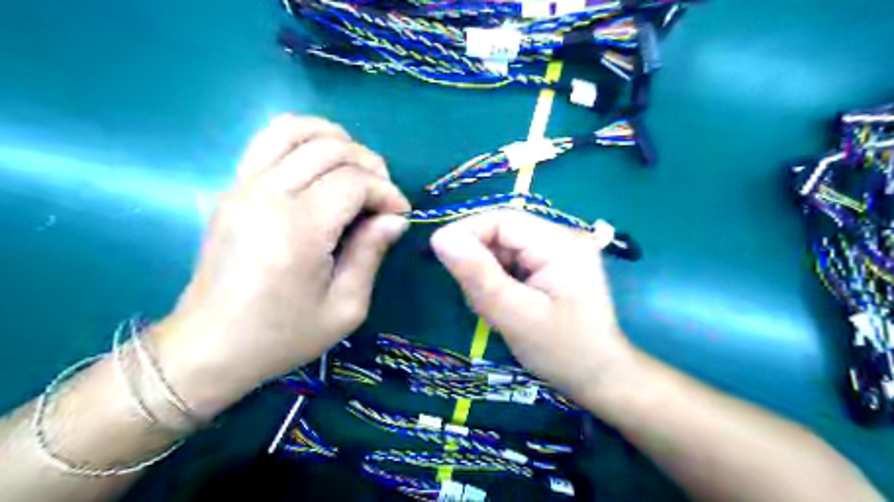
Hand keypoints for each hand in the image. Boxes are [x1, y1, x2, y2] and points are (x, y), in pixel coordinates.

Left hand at [152, 116, 409, 416]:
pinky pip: (268, 141)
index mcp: (298, 228)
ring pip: (295, 130)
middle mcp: (268, 195)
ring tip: (356, 169)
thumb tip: (394, 219)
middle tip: (383, 196)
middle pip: (330, 149)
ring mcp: (243, 186)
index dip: (386, 192)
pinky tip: (320, 163)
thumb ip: (371, 254)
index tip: (400, 215)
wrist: (209, 346)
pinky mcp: (232, 188)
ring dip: (336, 139)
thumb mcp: (344, 308)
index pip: (354, 182)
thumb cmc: (282, 335)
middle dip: (370, 165)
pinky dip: (302, 138)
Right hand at [432, 210, 635, 405]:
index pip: (501, 219)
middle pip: (502, 233)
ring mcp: (558, 251)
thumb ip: (478, 275)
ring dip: (487, 273)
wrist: (599, 378)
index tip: (439, 257)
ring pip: (504, 249)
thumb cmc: (562, 351)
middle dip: (478, 260)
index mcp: (559, 242)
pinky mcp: (552, 266)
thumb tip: (440, 237)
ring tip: (490, 307)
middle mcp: (561, 237)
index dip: (465, 232)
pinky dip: (498, 281)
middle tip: (472, 297)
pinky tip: (503, 305)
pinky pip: (513, 262)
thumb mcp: (515, 316)